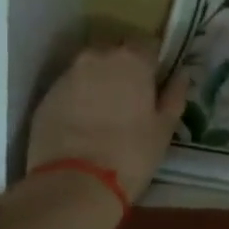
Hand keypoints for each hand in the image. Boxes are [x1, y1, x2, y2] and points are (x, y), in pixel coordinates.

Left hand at [26, 40, 188, 202]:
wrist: (74, 184)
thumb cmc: (131, 153)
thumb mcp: (164, 128)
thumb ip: (175, 95)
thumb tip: (182, 74)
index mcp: (132, 59)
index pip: (147, 44)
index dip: (153, 62)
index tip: (155, 82)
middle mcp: (97, 57)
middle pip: (115, 52)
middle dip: (124, 68)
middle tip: (131, 98)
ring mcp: (67, 75)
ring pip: (89, 69)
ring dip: (99, 82)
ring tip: (105, 112)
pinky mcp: (46, 96)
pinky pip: (69, 88)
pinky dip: (78, 98)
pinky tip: (83, 123)